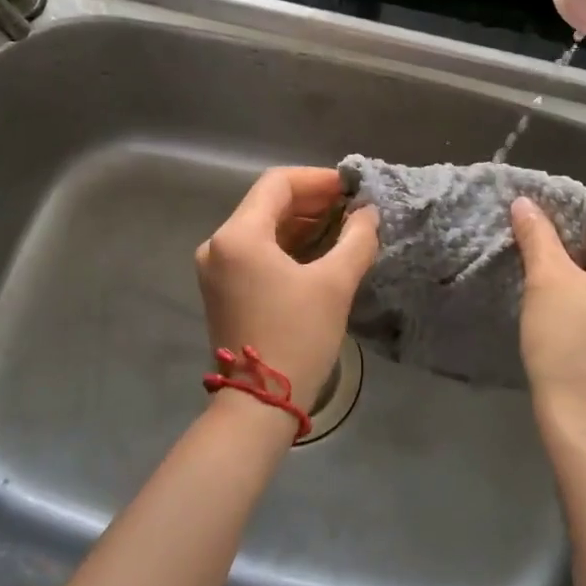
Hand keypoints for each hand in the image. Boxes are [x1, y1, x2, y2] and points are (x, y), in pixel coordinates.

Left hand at [196, 167, 380, 408]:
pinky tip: (319, 250)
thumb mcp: (334, 284)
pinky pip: (256, 251)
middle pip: (267, 203)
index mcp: (238, 235)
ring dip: (301, 223)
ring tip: (343, 226)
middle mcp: (219, 244)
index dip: (317, 179)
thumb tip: (368, 213)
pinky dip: (287, 245)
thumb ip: (356, 239)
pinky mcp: (223, 289)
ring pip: (262, 227)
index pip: (278, 184)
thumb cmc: (296, 337)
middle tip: (352, 207)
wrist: (257, 406)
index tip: (351, 188)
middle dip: (312, 201)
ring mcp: (216, 268)